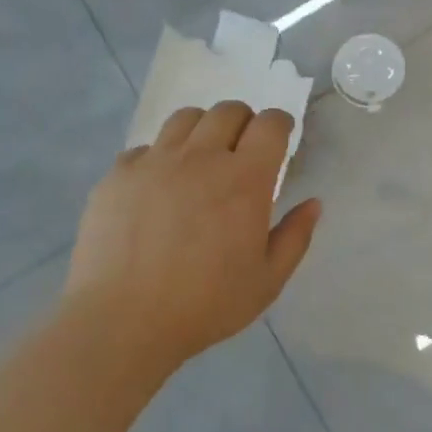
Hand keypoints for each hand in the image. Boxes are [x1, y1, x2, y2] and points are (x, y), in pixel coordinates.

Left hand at [63, 101, 321, 373]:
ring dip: (202, 129)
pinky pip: (144, 149)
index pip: (270, 125)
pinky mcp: (119, 174)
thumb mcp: (267, 281)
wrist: (123, 320)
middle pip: (228, 111)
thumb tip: (313, 203)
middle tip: (242, 149)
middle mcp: (201, 157)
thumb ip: (295, 237)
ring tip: (200, 158)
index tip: (280, 137)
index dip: (280, 124)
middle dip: (243, 121)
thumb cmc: (205, 304)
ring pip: (185, 118)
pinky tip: (157, 187)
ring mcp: (156, 161)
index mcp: (244, 179)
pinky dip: (159, 158)